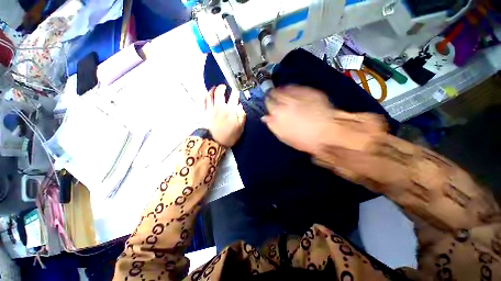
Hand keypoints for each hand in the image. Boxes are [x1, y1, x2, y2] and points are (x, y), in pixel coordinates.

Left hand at [204, 84, 245, 146]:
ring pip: (210, 95)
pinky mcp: (204, 113)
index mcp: (230, 111)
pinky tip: (206, 95)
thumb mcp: (240, 128)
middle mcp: (220, 107)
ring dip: (212, 90)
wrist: (213, 142)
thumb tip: (240, 107)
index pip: (234, 98)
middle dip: (222, 88)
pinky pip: (203, 102)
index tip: (236, 91)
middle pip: (220, 93)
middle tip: (224, 86)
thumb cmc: (228, 136)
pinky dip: (205, 97)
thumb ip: (241, 117)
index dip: (235, 93)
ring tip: (214, 88)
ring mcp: (211, 109)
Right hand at [262, 86, 334, 153]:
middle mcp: (285, 101)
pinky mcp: (308, 91)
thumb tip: (265, 117)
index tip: (271, 105)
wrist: (328, 132)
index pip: (268, 103)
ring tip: (284, 94)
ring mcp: (297, 95)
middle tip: (276, 99)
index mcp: (277, 113)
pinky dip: (292, 89)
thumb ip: (273, 125)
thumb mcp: (284, 136)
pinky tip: (294, 93)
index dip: (269, 103)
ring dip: (282, 90)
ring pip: (284, 88)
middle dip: (273, 95)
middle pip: (275, 93)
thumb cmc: (304, 138)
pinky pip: (295, 87)